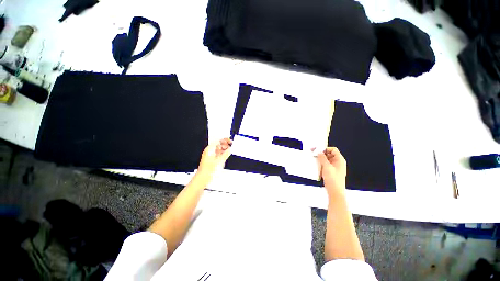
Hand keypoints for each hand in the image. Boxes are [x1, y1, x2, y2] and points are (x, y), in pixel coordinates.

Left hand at [197, 138, 231, 175]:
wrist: (203, 178)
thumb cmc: (207, 170)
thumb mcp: (219, 161)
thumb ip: (226, 154)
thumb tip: (230, 149)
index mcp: (210, 149)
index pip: (218, 141)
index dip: (225, 140)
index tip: (230, 141)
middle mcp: (209, 151)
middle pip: (218, 144)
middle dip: (225, 144)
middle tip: (231, 145)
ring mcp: (210, 155)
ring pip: (218, 149)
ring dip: (224, 149)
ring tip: (229, 150)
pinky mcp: (211, 159)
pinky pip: (218, 154)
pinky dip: (222, 153)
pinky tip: (226, 154)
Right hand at [316, 147, 346, 195]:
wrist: (335, 192)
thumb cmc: (333, 179)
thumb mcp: (326, 167)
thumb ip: (322, 158)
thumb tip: (319, 151)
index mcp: (340, 160)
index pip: (333, 150)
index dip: (325, 149)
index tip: (317, 150)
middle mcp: (338, 162)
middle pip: (329, 154)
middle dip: (321, 154)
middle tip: (313, 154)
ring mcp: (335, 167)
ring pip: (327, 160)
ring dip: (320, 159)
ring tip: (314, 159)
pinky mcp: (331, 172)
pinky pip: (326, 165)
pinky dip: (321, 164)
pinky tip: (316, 166)